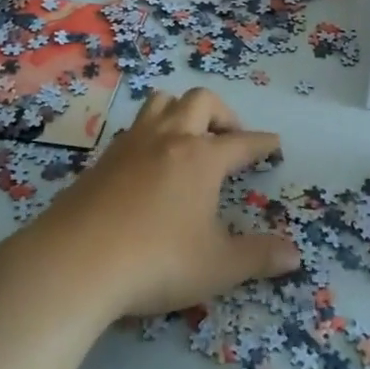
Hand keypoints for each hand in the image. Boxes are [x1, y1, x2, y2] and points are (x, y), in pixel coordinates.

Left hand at [5, 88, 301, 319]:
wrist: (75, 262)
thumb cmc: (156, 261)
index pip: (242, 142)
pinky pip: (135, 128)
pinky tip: (149, 162)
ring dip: (182, 111)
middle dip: (222, 114)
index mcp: (201, 158)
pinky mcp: (102, 158)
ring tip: (189, 138)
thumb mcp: (217, 267)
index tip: (273, 143)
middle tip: (229, 139)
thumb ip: (258, 257)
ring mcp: (131, 144)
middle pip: (201, 101)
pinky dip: (152, 132)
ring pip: (162, 102)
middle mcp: (169, 139)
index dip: (262, 143)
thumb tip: (295, 255)